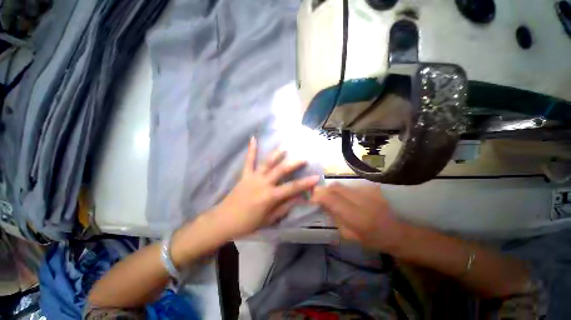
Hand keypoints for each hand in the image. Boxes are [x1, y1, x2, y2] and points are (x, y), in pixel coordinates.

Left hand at [208, 137, 319, 238]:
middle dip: (293, 164)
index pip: (292, 188)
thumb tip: (299, 198)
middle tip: (303, 158)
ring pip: (267, 163)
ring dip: (276, 154)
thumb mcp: (270, 219)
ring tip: (284, 146)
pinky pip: (248, 161)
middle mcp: (263, 184)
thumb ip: (285, 206)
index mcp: (270, 196)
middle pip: (280, 171)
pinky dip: (251, 150)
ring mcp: (253, 177)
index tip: (316, 177)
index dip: (305, 183)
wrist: (224, 220)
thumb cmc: (249, 223)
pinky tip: (253, 138)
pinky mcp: (245, 175)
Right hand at [311, 183, 404, 251]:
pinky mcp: (371, 187)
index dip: (318, 196)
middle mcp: (362, 199)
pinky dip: (343, 190)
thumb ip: (334, 218)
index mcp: (357, 216)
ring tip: (331, 197)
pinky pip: (350, 186)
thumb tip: (322, 205)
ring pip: (342, 184)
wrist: (399, 232)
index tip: (311, 198)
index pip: (331, 198)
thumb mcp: (350, 235)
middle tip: (318, 195)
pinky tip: (346, 197)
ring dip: (333, 190)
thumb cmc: (374, 239)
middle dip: (323, 189)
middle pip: (335, 187)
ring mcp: (368, 191)